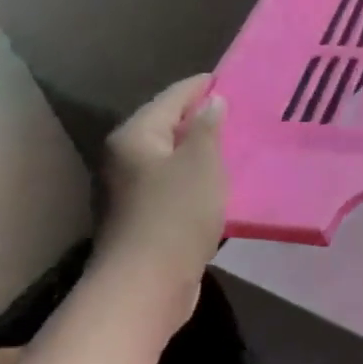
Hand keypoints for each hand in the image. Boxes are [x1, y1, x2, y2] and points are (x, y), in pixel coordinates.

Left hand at [101, 74, 229, 301]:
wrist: (146, 285)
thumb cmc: (175, 213)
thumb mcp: (202, 162)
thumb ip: (209, 127)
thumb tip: (212, 103)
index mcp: (135, 136)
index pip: (172, 97)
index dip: (201, 86)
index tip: (229, 78)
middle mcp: (124, 158)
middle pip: (167, 127)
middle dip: (201, 119)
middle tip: (239, 111)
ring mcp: (129, 191)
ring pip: (171, 158)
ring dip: (199, 152)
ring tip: (235, 145)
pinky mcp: (141, 219)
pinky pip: (173, 185)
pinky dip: (195, 178)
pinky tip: (219, 183)